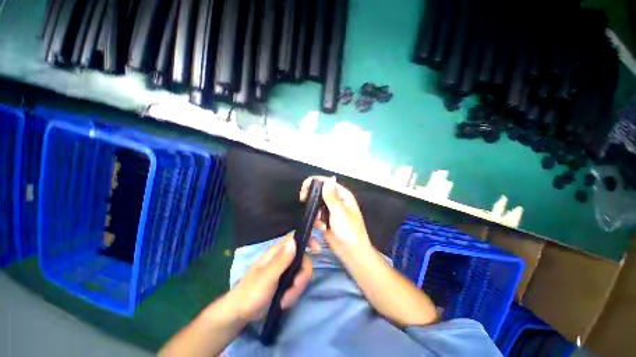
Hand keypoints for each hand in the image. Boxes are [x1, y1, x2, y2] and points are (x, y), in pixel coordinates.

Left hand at [227, 234, 314, 321]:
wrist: (239, 314)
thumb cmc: (250, 293)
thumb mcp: (266, 278)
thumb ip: (281, 260)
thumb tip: (294, 240)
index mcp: (277, 252)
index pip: (295, 238)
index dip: (308, 239)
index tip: (317, 250)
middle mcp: (283, 258)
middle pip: (303, 259)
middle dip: (302, 275)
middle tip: (295, 287)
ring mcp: (285, 270)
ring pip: (302, 273)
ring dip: (297, 288)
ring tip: (285, 300)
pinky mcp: (286, 282)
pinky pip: (298, 284)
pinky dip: (294, 293)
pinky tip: (284, 301)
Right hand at [300, 176, 373, 261]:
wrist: (351, 252)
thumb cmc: (349, 231)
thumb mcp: (339, 212)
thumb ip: (331, 197)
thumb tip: (329, 180)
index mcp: (343, 195)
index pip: (327, 182)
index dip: (315, 182)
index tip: (304, 187)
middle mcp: (336, 200)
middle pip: (320, 192)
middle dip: (311, 197)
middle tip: (302, 199)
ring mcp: (330, 210)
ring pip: (316, 204)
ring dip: (314, 212)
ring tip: (319, 222)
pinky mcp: (326, 220)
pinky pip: (316, 215)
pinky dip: (316, 221)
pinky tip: (321, 228)